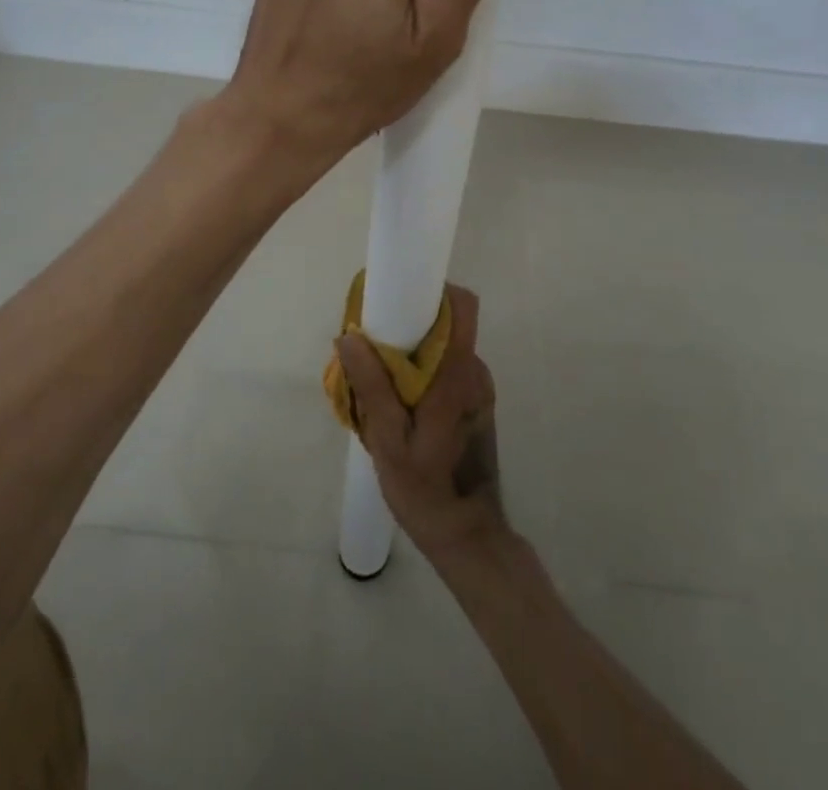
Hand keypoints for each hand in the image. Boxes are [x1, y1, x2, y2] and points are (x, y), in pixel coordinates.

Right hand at [336, 285, 508, 562]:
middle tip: (372, 350)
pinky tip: (399, 406)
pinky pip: (448, 370)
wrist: (467, 535)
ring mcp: (478, 388)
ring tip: (379, 383)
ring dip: (414, 355)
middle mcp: (475, 371)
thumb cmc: (426, 488)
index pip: (463, 306)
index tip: (396, 300)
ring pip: (445, 349)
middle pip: (447, 325)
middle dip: (410, 327)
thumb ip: (372, 385)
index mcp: (459, 372)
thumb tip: (349, 334)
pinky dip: (424, 375)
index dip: (434, 292)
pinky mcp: (475, 403)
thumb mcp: (389, 440)